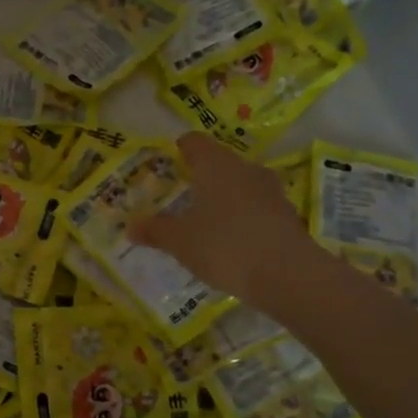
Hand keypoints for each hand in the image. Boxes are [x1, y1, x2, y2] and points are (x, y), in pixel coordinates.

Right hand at [129, 134, 326, 312]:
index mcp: (216, 166)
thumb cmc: (223, 246)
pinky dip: (243, 216)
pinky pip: (257, 207)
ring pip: (241, 184)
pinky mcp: (286, 216)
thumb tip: (130, 227)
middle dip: (203, 174)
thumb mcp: (179, 241)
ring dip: (225, 196)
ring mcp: (271, 192)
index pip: (195, 142)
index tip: (171, 158)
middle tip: (184, 192)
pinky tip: (232, 238)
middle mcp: (245, 170)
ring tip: (207, 217)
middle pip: (221, 162)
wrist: (287, 275)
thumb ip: (154, 231)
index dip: (181, 148)